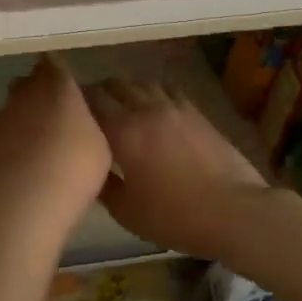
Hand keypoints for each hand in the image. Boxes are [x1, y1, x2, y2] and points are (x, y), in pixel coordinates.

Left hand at [0, 54, 112, 238]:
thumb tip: (82, 112)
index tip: (67, 81)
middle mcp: (26, 93)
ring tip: (42, 140)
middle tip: (59, 111)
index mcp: (57, 85)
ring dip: (26, 115)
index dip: (59, 70)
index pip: (54, 63)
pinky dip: (14, 138)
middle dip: (42, 90)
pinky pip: (5, 130)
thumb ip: (90, 120)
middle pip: (31, 81)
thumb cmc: (73, 168)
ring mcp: (3, 116)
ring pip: (15, 105)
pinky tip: (26, 159)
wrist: (23, 203)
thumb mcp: (101, 143)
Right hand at [85, 80, 276, 258]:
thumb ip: (103, 184)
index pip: (91, 100)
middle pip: (115, 85)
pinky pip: (167, 89)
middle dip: (99, 92)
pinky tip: (155, 108)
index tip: (67, 110)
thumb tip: (90, 167)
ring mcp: (174, 107)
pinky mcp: (196, 111)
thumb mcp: (128, 212)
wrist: (234, 211)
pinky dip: (154, 93)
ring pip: (141, 83)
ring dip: (127, 90)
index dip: (76, 100)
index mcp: (123, 131)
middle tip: (93, 111)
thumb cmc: (175, 217)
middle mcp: (145, 109)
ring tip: (123, 107)